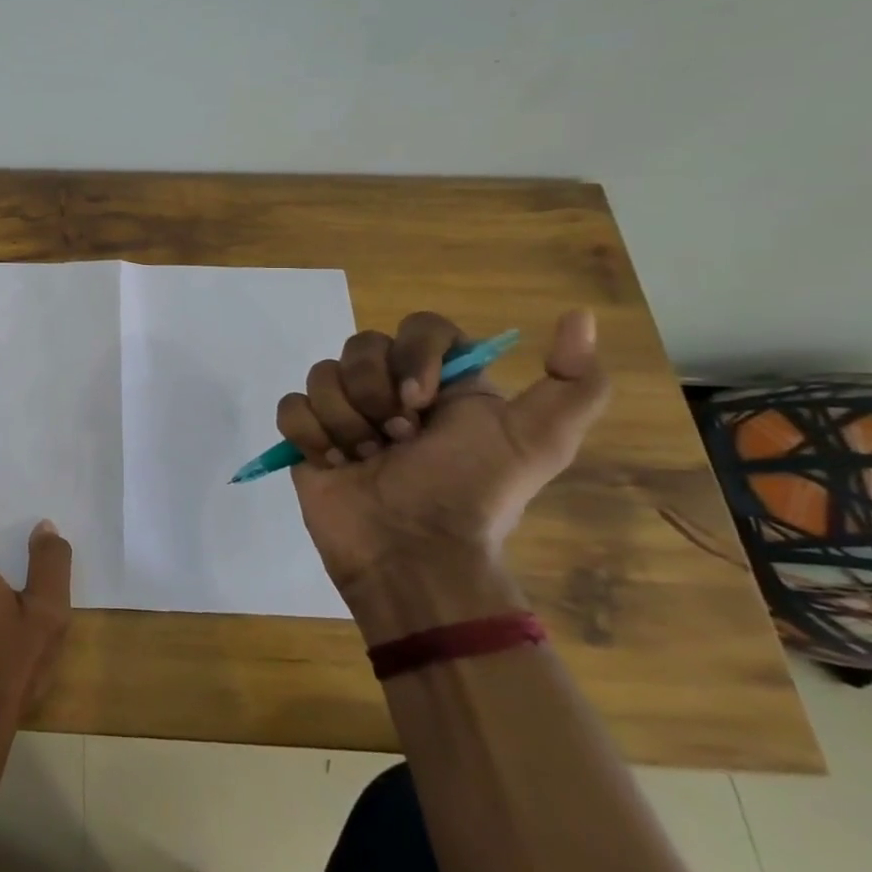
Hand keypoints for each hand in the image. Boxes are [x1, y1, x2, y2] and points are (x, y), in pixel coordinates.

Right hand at [277, 310, 609, 638]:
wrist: (411, 554)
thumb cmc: (469, 494)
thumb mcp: (539, 442)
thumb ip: (575, 383)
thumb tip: (580, 316)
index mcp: (444, 382)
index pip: (420, 327)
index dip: (414, 355)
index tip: (422, 401)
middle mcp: (392, 390)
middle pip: (360, 345)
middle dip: (374, 394)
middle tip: (397, 440)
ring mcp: (345, 413)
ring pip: (321, 374)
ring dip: (344, 421)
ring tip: (365, 460)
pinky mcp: (308, 437)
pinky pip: (291, 406)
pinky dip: (310, 434)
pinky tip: (333, 463)